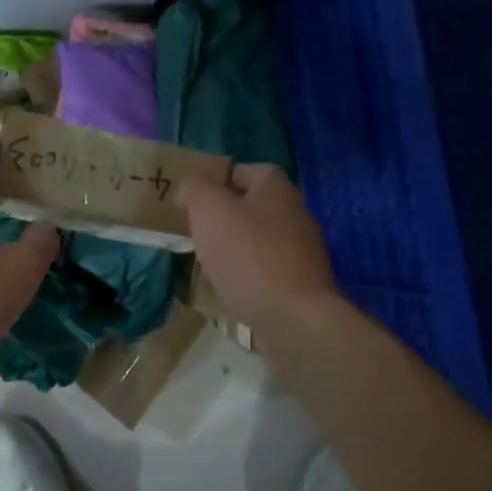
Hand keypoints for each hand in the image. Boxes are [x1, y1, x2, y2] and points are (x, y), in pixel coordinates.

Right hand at [178, 163, 340, 336]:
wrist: (294, 320)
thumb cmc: (249, 255)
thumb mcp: (209, 209)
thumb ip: (195, 189)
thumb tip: (189, 187)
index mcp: (277, 189)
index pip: (246, 170)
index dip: (219, 179)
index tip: (194, 198)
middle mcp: (295, 215)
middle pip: (252, 207)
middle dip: (224, 217)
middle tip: (196, 230)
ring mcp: (302, 253)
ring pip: (258, 241)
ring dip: (234, 250)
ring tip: (207, 263)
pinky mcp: (300, 287)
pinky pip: (265, 273)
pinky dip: (246, 278)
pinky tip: (229, 290)